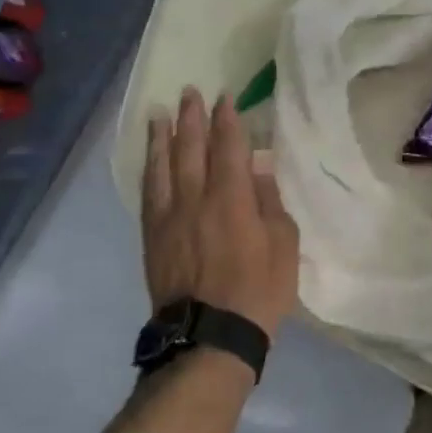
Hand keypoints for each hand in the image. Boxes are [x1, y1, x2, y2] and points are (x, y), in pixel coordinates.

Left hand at [142, 88, 299, 338]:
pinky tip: (150, 159)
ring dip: (163, 136)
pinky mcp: (153, 238)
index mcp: (232, 199)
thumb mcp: (283, 245)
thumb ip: (270, 201)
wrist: (209, 339)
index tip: (224, 97)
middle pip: (191, 148)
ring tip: (161, 114)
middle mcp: (196, 199)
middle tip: (190, 92)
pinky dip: (149, 169)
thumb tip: (259, 166)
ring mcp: (169, 218)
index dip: (226, 119)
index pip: (227, 147)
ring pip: (162, 167)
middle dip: (192, 118)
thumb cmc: (258, 292)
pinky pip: (148, 194)